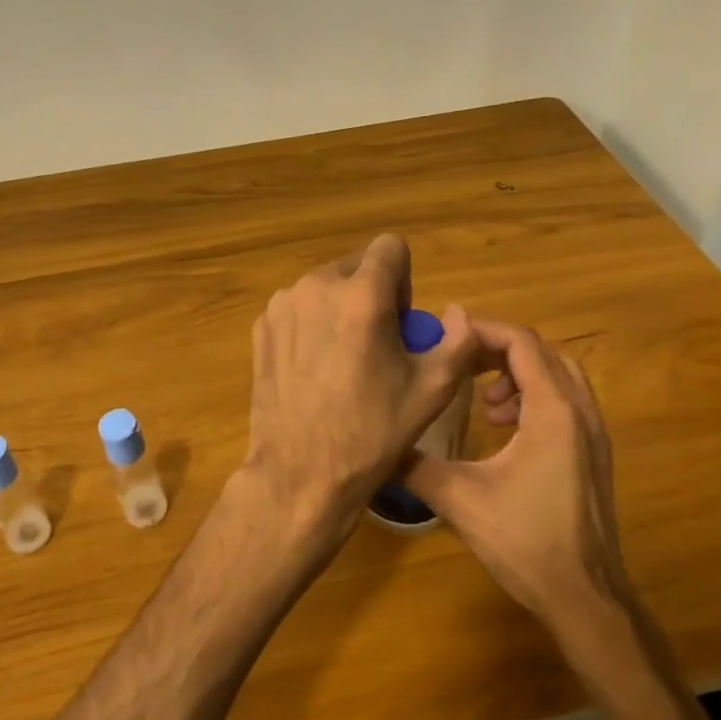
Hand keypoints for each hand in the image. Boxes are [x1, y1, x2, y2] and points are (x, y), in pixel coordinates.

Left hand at [241, 234, 476, 560]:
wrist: (301, 472)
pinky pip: (298, 309)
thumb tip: (456, 313)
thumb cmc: (373, 431)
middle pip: (356, 267)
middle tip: (376, 346)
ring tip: (343, 362)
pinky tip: (315, 371)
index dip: (404, 280)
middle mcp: (316, 287)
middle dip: (372, 295)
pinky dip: (312, 326)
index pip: (390, 247)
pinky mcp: (261, 327)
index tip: (399, 322)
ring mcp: (282, 306)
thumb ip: (459, 339)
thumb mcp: (433, 388)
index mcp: (361, 295)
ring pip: (325, 288)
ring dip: (341, 309)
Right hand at [405, 320, 630, 632]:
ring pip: (559, 376)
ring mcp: (594, 433)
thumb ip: (416, 465)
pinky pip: (567, 402)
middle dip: (498, 351)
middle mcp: (580, 412)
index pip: (521, 343)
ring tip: (485, 404)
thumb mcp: (459, 499)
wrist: (584, 596)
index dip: (482, 332)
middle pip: (542, 352)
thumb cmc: (524, 541)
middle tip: (460, 368)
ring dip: (519, 375)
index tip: (446, 339)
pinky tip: (506, 430)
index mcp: (553, 411)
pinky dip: (535, 398)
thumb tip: (379, 445)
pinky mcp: (595, 453)